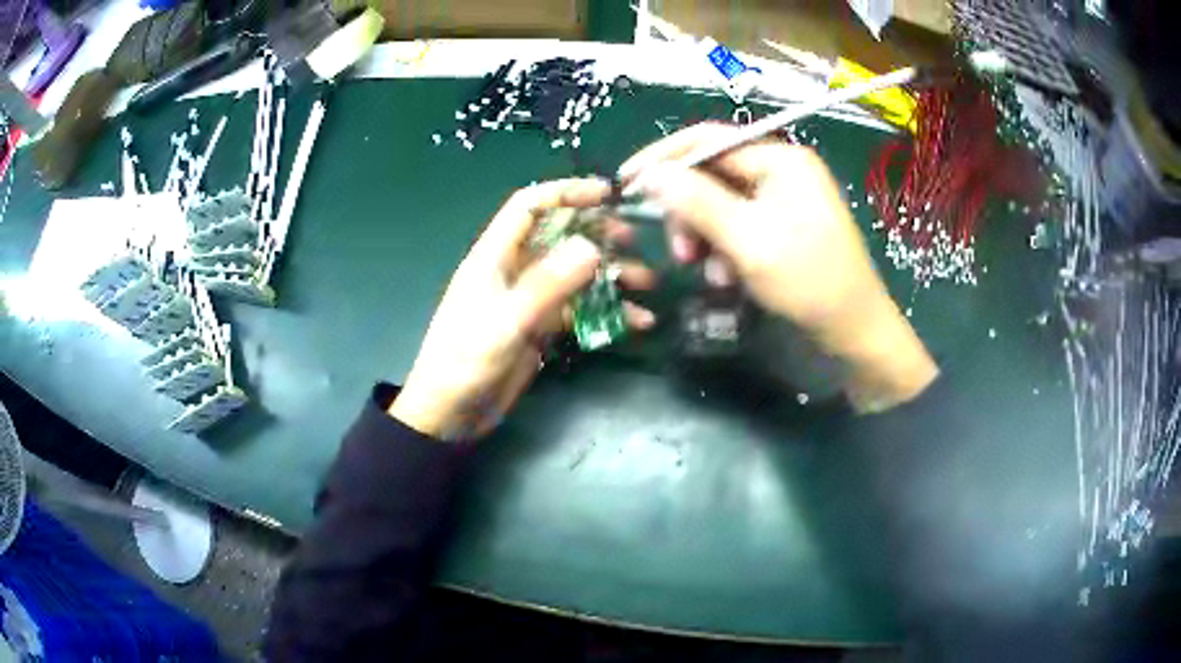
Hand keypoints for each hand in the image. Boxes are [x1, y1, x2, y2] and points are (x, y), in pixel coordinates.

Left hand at [390, 179, 655, 439]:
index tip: (607, 194)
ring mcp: (530, 300)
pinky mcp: (541, 329)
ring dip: (611, 277)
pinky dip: (608, 313)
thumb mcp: (506, 322)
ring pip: (576, 275)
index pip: (529, 207)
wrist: (451, 415)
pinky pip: (580, 311)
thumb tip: (592, 247)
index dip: (565, 193)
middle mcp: (515, 271)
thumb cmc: (466, 362)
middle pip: (560, 237)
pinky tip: (637, 323)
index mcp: (495, 257)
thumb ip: (547, 285)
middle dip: (597, 234)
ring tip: (647, 284)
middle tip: (633, 241)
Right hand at [620, 124, 936, 411]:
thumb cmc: (809, 282)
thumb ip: (697, 202)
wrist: (856, 332)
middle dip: (689, 211)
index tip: (626, 183)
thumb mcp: (748, 241)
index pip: (707, 140)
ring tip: (709, 273)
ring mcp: (784, 198)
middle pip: (712, 173)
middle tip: (681, 252)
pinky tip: (728, 278)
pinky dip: (725, 249)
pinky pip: (738, 224)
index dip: (663, 158)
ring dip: (705, 235)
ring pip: (720, 203)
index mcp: (780, 159)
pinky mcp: (783, 224)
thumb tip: (650, 173)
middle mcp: (781, 169)